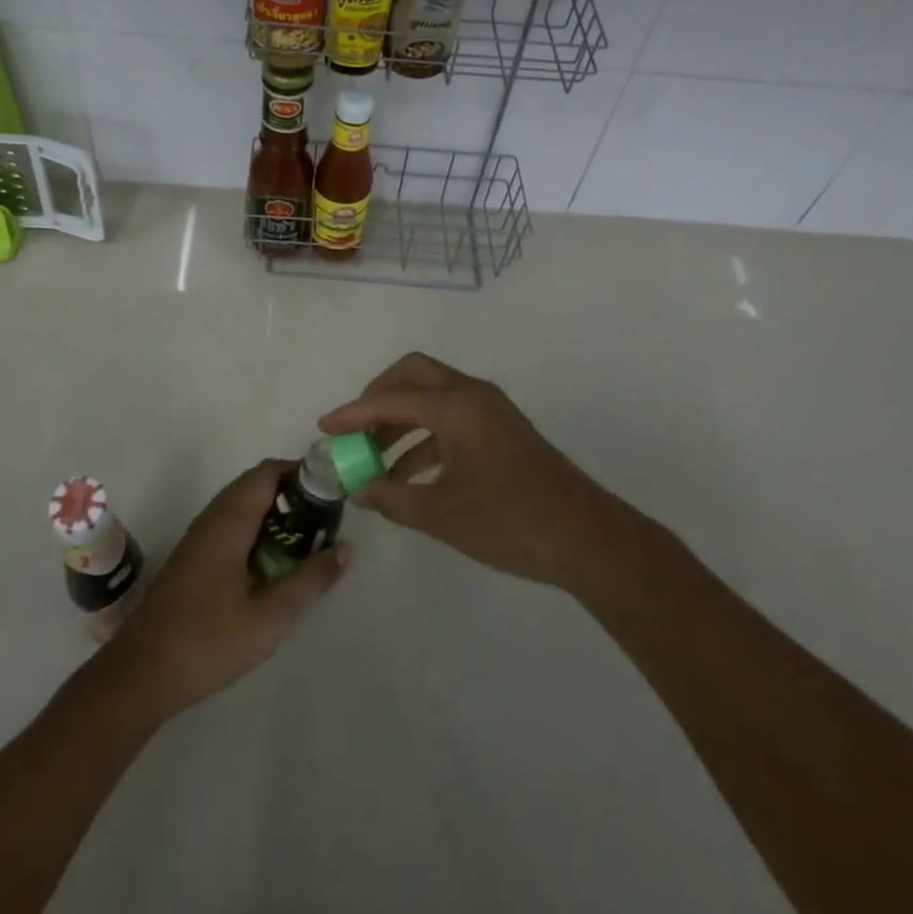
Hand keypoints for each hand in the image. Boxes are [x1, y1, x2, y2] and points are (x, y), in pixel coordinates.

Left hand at [101, 460, 348, 720]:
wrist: (141, 673)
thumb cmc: (208, 640)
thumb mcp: (270, 616)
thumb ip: (310, 580)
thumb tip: (347, 548)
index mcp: (230, 520)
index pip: (268, 472)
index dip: (301, 472)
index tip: (331, 491)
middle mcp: (212, 517)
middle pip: (255, 484)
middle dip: (292, 493)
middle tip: (324, 519)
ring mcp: (199, 536)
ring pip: (242, 504)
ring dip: (274, 512)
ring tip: (306, 540)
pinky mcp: (193, 557)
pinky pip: (230, 524)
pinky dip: (256, 528)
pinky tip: (272, 562)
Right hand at [318, 352, 621, 588]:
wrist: (588, 539)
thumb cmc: (510, 521)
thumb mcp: (442, 514)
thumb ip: (394, 498)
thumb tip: (360, 490)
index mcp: (455, 406)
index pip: (390, 399)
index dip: (353, 414)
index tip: (324, 428)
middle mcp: (471, 395)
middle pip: (412, 374)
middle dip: (378, 396)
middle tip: (356, 430)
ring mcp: (490, 410)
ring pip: (432, 395)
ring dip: (401, 419)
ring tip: (375, 460)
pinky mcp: (501, 429)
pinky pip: (451, 417)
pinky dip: (424, 436)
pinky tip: (409, 473)